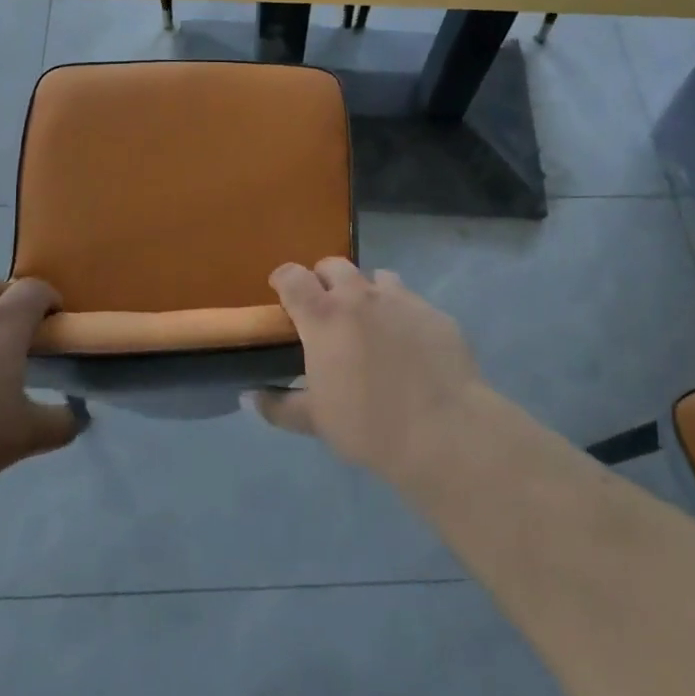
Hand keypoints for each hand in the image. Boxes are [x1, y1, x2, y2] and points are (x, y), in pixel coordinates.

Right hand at [252, 259, 485, 483]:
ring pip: (375, 277)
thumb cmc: (369, 425)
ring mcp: (401, 299)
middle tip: (325, 309)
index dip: (283, 279)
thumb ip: (278, 406)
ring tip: (369, 322)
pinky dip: (400, 313)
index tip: (281, 291)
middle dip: (323, 279)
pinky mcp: (434, 312)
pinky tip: (408, 344)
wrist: (444, 430)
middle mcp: (359, 296)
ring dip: (365, 292)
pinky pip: (410, 301)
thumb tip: (249, 398)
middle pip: (333, 265)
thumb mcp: (315, 421)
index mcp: (323, 316)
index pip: (292, 277)